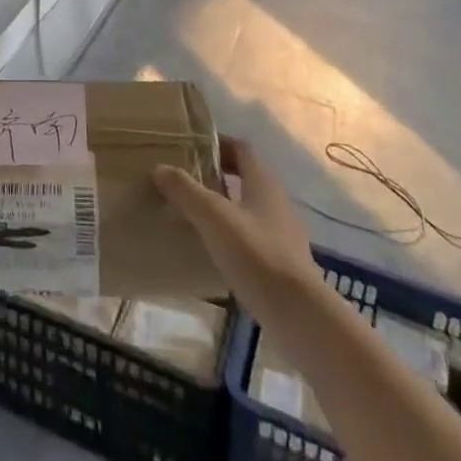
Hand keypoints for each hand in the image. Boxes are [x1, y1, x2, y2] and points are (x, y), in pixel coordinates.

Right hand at [154, 137, 311, 313]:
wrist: (300, 317)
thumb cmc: (257, 255)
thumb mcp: (214, 218)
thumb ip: (186, 191)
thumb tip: (160, 168)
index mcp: (263, 183)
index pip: (241, 148)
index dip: (217, 144)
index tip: (189, 149)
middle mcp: (276, 202)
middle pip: (244, 178)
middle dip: (215, 176)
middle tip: (183, 181)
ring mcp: (282, 235)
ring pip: (246, 209)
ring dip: (221, 207)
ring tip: (190, 215)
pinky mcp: (281, 264)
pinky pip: (250, 237)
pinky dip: (229, 236)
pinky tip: (210, 250)